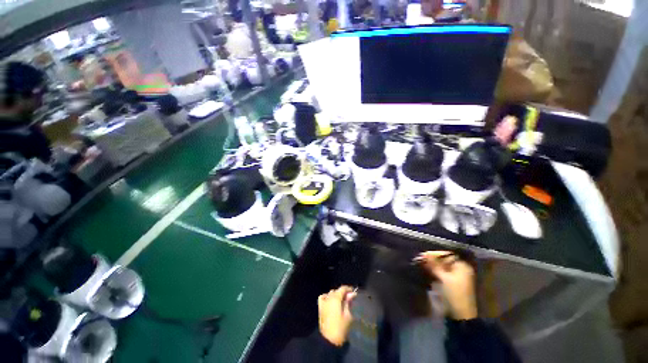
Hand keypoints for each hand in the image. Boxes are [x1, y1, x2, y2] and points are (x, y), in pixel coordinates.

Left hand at [318, 286, 356, 345]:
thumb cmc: (341, 328)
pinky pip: (323, 297)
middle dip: (343, 293)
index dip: (348, 289)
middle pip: (336, 290)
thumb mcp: (348, 315)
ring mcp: (323, 302)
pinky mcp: (320, 307)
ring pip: (330, 293)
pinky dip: (327, 296)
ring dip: (336, 295)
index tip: (353, 292)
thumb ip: (349, 303)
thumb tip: (352, 294)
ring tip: (341, 301)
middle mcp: (329, 297)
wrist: (329, 340)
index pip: (342, 288)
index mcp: (336, 298)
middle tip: (349, 298)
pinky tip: (330, 301)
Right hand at [416, 251, 477, 319]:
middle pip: (443, 260)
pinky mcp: (451, 283)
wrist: (460, 315)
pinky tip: (425, 270)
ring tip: (420, 264)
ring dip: (431, 265)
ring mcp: (455, 276)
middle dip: (431, 259)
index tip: (422, 255)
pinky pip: (441, 273)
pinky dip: (433, 271)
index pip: (446, 254)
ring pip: (441, 267)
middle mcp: (460, 269)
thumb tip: (424, 254)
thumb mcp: (443, 278)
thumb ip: (434, 265)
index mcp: (462, 266)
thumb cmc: (454, 294)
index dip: (434, 254)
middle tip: (419, 259)